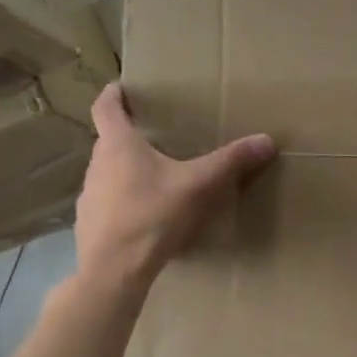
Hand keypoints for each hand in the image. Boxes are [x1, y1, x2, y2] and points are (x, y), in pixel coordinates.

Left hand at [73, 85, 276, 279]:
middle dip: (129, 136)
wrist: (114, 269)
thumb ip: (231, 162)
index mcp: (119, 145)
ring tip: (155, 178)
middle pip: (109, 140)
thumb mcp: (199, 186)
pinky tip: (146, 216)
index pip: (105, 107)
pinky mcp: (90, 222)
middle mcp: (97, 164)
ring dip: (126, 170)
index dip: (113, 94)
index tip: (121, 87)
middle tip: (156, 137)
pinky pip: (108, 202)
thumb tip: (267, 140)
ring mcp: (89, 195)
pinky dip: (124, 201)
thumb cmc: (152, 215)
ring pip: (108, 172)